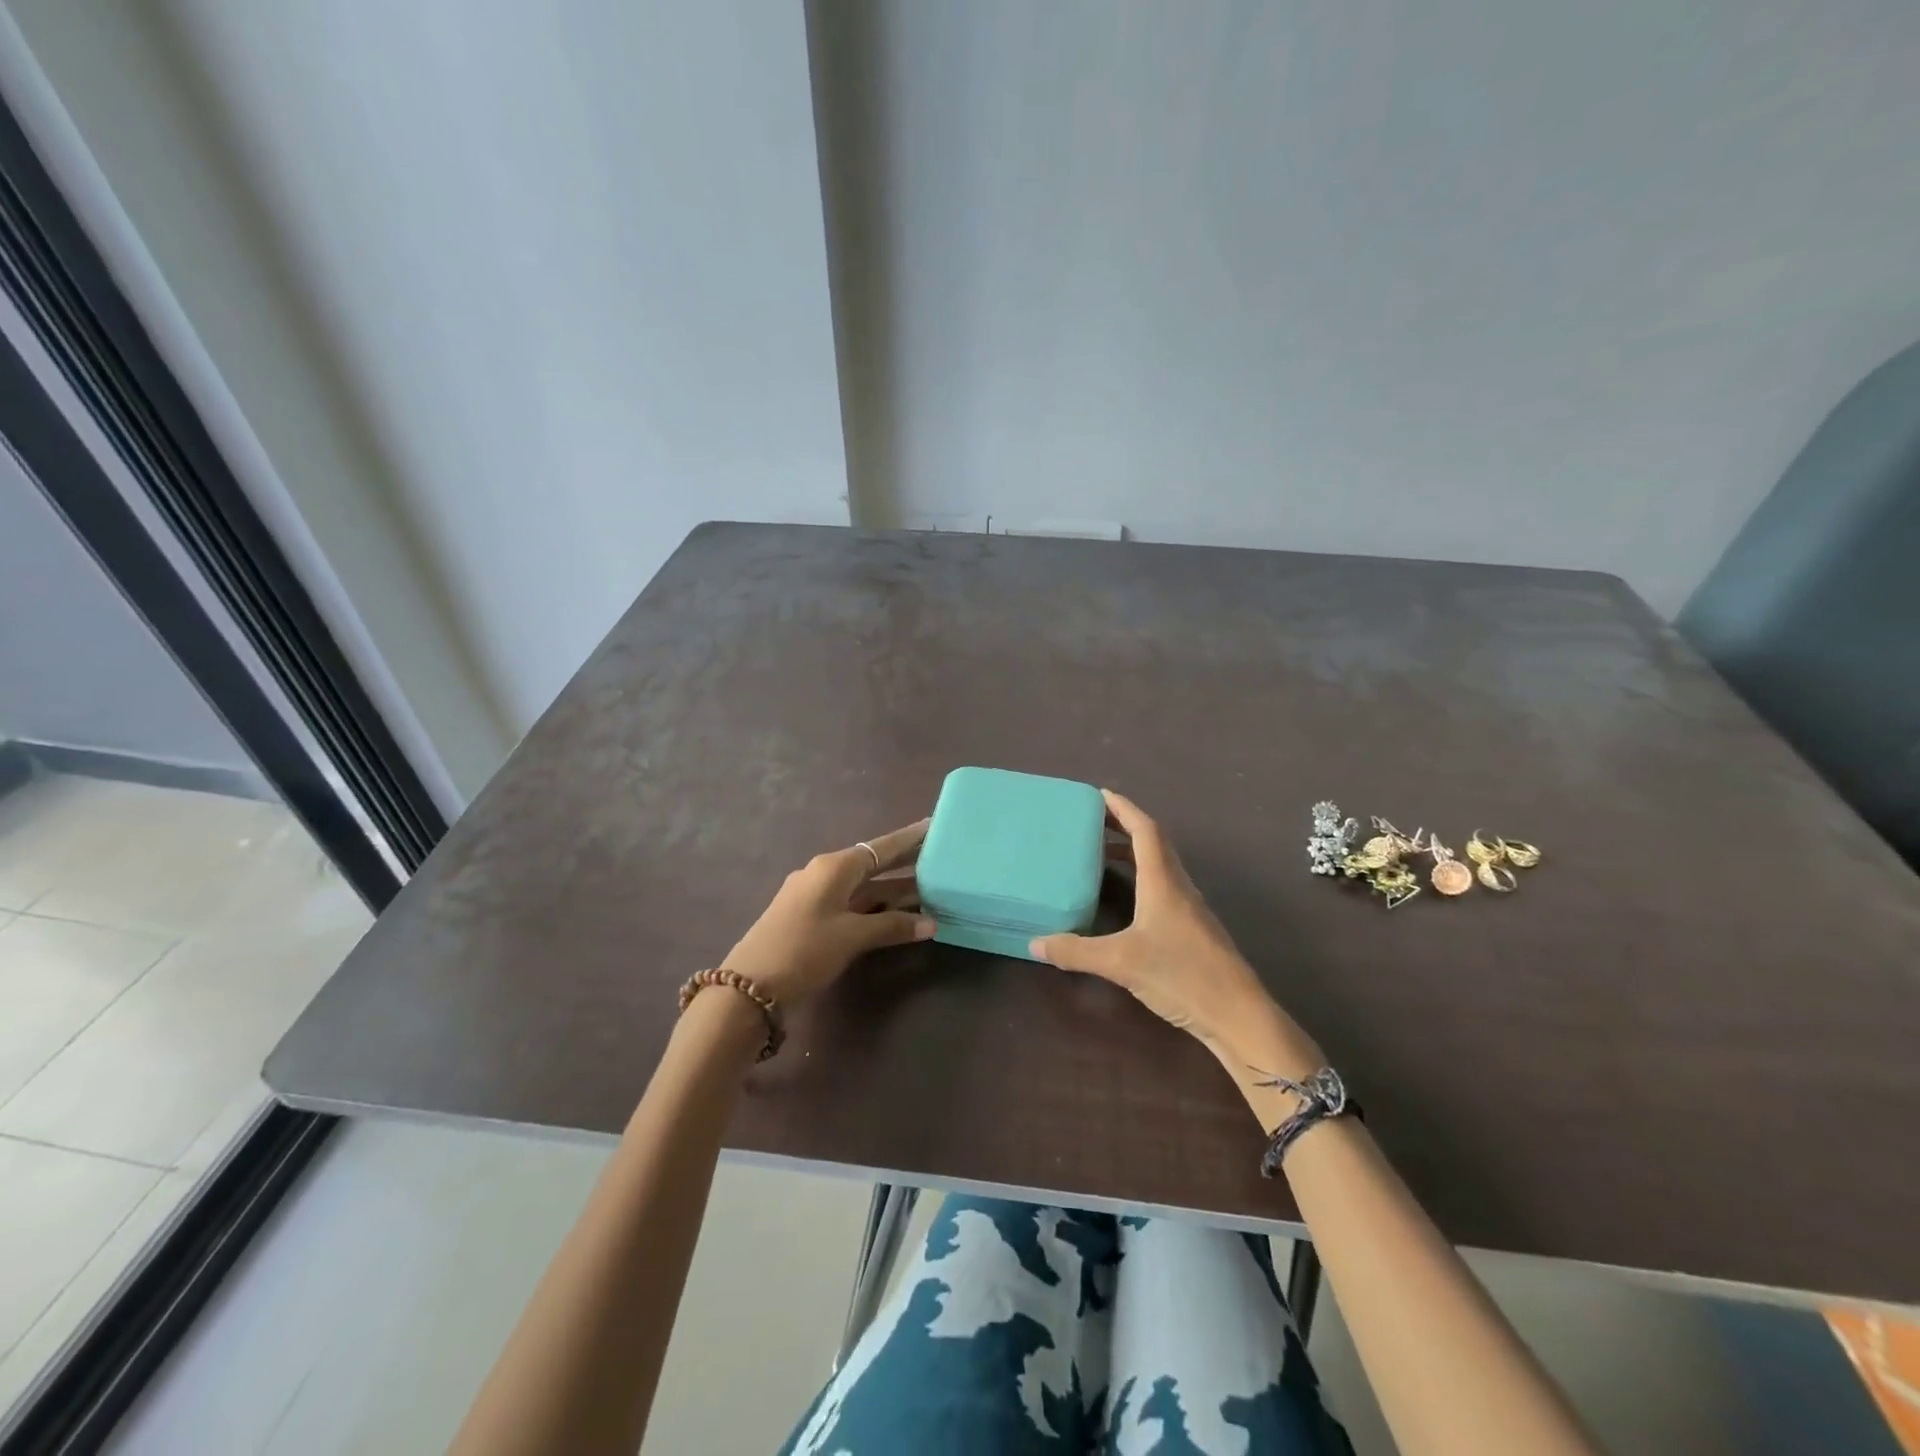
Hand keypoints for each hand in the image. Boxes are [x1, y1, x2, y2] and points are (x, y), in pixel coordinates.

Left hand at [723, 820, 933, 1007]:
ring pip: (864, 888)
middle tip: (939, 857)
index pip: (881, 847)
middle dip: (905, 864)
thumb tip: (931, 924)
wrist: (749, 987)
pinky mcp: (810, 918)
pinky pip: (852, 904)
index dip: (909, 839)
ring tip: (930, 890)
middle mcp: (824, 874)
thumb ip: (892, 927)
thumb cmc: (804, 950)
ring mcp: (815, 896)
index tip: (934, 826)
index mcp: (834, 867)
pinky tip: (896, 917)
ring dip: (893, 892)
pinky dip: (876, 908)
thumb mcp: (852, 937)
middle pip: (873, 865)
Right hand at [1031, 791, 1315, 1067]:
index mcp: (1163, 881)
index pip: (1144, 830)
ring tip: (1099, 852)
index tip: (1098, 794)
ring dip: (1132, 850)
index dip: (1122, 808)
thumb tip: (1034, 942)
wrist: (1238, 1014)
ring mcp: (1189, 907)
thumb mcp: (1121, 963)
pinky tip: (1125, 896)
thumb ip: (1076, 951)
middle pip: (1153, 841)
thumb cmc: (1182, 975)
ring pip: (1159, 864)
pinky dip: (1140, 876)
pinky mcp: (1192, 927)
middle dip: (1123, 825)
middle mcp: (1178, 886)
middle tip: (1090, 821)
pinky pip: (1162, 885)